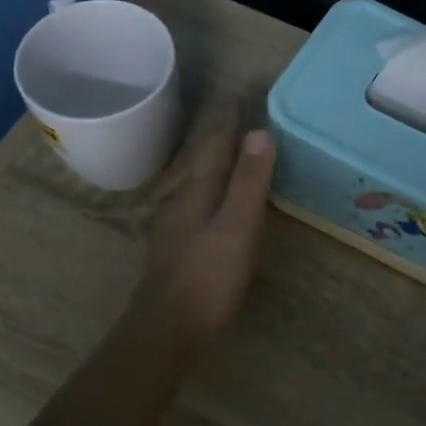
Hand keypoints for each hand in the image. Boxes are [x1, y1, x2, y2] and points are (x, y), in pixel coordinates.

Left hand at [129, 106, 276, 352]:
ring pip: (197, 183)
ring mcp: (174, 227)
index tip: (238, 95)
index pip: (214, 146)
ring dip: (213, 163)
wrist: (166, 330)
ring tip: (228, 151)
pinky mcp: (176, 249)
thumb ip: (248, 182)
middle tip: (235, 115)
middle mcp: (181, 202)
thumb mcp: (237, 227)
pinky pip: (197, 204)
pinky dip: (211, 190)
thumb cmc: (207, 277)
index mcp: (197, 192)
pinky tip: (213, 203)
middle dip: (218, 137)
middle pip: (202, 161)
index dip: (227, 121)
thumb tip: (259, 132)